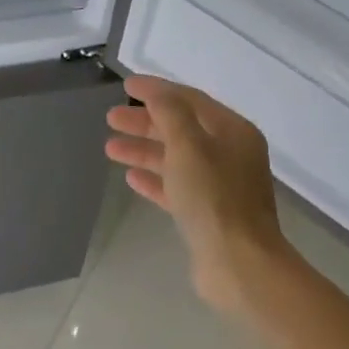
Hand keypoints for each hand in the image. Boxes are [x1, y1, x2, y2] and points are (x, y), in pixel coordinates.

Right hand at [105, 75, 289, 313]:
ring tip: (110, 148)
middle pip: (181, 129)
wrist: (238, 262)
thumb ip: (170, 113)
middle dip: (145, 123)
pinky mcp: (208, 214)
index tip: (125, 86)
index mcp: (233, 132)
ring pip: (176, 159)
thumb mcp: (188, 146)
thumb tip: (155, 91)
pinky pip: (177, 188)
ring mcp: (220, 186)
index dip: (157, 91)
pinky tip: (131, 178)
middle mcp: (230, 154)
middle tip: (110, 119)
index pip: (190, 100)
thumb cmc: (213, 198)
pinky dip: (154, 179)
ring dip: (144, 151)